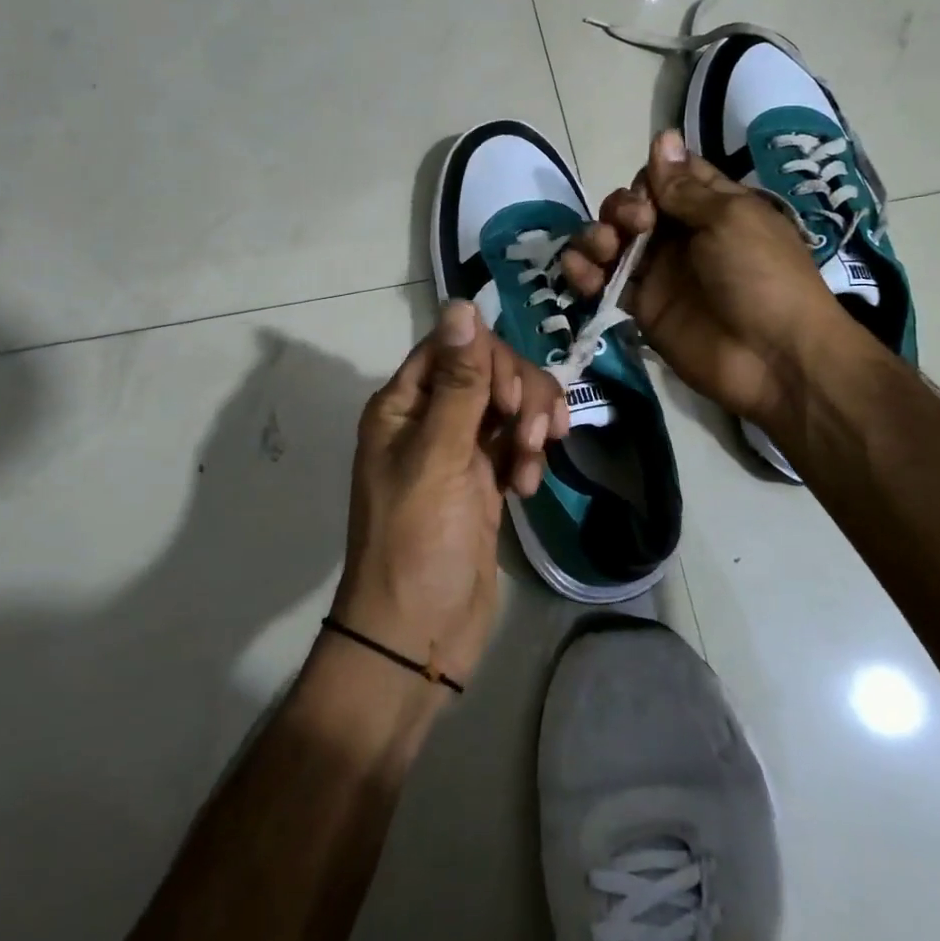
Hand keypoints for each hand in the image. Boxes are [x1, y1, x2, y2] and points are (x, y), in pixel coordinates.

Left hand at [332, 300, 567, 690]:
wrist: (418, 636)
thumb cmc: (418, 544)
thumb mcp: (438, 458)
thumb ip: (458, 383)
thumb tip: (461, 304)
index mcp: (403, 405)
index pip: (454, 347)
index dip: (491, 361)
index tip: (513, 402)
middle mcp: (429, 419)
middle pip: (488, 371)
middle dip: (521, 396)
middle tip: (536, 436)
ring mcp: (458, 450)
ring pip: (508, 406)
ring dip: (532, 426)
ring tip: (534, 466)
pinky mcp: (484, 480)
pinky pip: (516, 443)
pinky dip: (530, 455)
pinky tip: (530, 486)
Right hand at [561, 130, 845, 427]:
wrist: (773, 357)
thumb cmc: (761, 275)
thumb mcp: (730, 219)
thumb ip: (686, 186)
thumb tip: (662, 136)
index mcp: (711, 207)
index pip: (668, 177)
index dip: (650, 178)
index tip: (651, 194)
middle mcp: (682, 236)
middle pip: (633, 206)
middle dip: (622, 208)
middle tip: (636, 225)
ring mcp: (660, 273)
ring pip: (612, 242)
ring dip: (596, 236)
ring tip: (604, 248)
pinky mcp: (642, 307)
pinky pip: (604, 282)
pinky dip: (583, 273)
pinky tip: (576, 270)